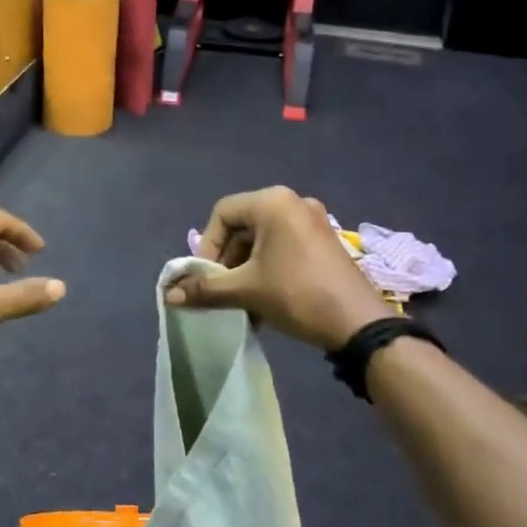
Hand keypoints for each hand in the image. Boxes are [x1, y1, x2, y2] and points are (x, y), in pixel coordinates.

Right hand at [167, 187, 392, 351]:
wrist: (358, 323)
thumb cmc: (297, 295)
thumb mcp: (246, 291)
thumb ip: (205, 289)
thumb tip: (168, 295)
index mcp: (273, 202)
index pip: (222, 213)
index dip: (207, 245)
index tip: (205, 276)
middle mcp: (293, 202)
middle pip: (243, 225)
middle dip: (226, 260)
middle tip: (221, 290)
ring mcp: (312, 221)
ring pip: (263, 239)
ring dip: (245, 268)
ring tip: (241, 300)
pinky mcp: (324, 241)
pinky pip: (283, 247)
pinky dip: (267, 268)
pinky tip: (263, 299)